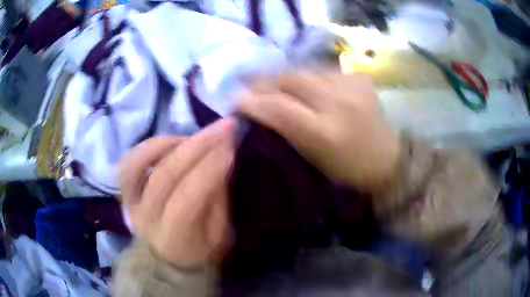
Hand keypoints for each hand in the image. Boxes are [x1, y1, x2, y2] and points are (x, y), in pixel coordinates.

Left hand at [119, 119, 235, 266]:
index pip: (187, 198)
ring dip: (170, 141)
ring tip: (195, 135)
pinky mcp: (125, 193)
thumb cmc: (200, 251)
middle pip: (165, 175)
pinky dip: (148, 147)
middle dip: (198, 145)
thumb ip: (218, 200)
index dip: (209, 168)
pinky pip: (129, 163)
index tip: (231, 145)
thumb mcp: (220, 235)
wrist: (168, 259)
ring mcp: (130, 203)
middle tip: (224, 126)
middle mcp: (146, 218)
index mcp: (173, 237)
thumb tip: (221, 160)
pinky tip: (171, 141)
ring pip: (139, 163)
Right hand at [240, 74, 400, 193]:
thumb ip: (284, 135)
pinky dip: (309, 77)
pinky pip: (323, 71)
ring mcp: (352, 87)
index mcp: (324, 134)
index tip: (236, 102)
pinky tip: (306, 86)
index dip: (252, 102)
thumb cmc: (347, 175)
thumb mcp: (312, 162)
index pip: (278, 108)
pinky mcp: (360, 79)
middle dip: (264, 83)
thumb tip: (257, 113)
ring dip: (285, 78)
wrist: (387, 163)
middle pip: (290, 81)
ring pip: (305, 71)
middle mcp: (339, 104)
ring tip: (274, 86)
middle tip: (252, 90)